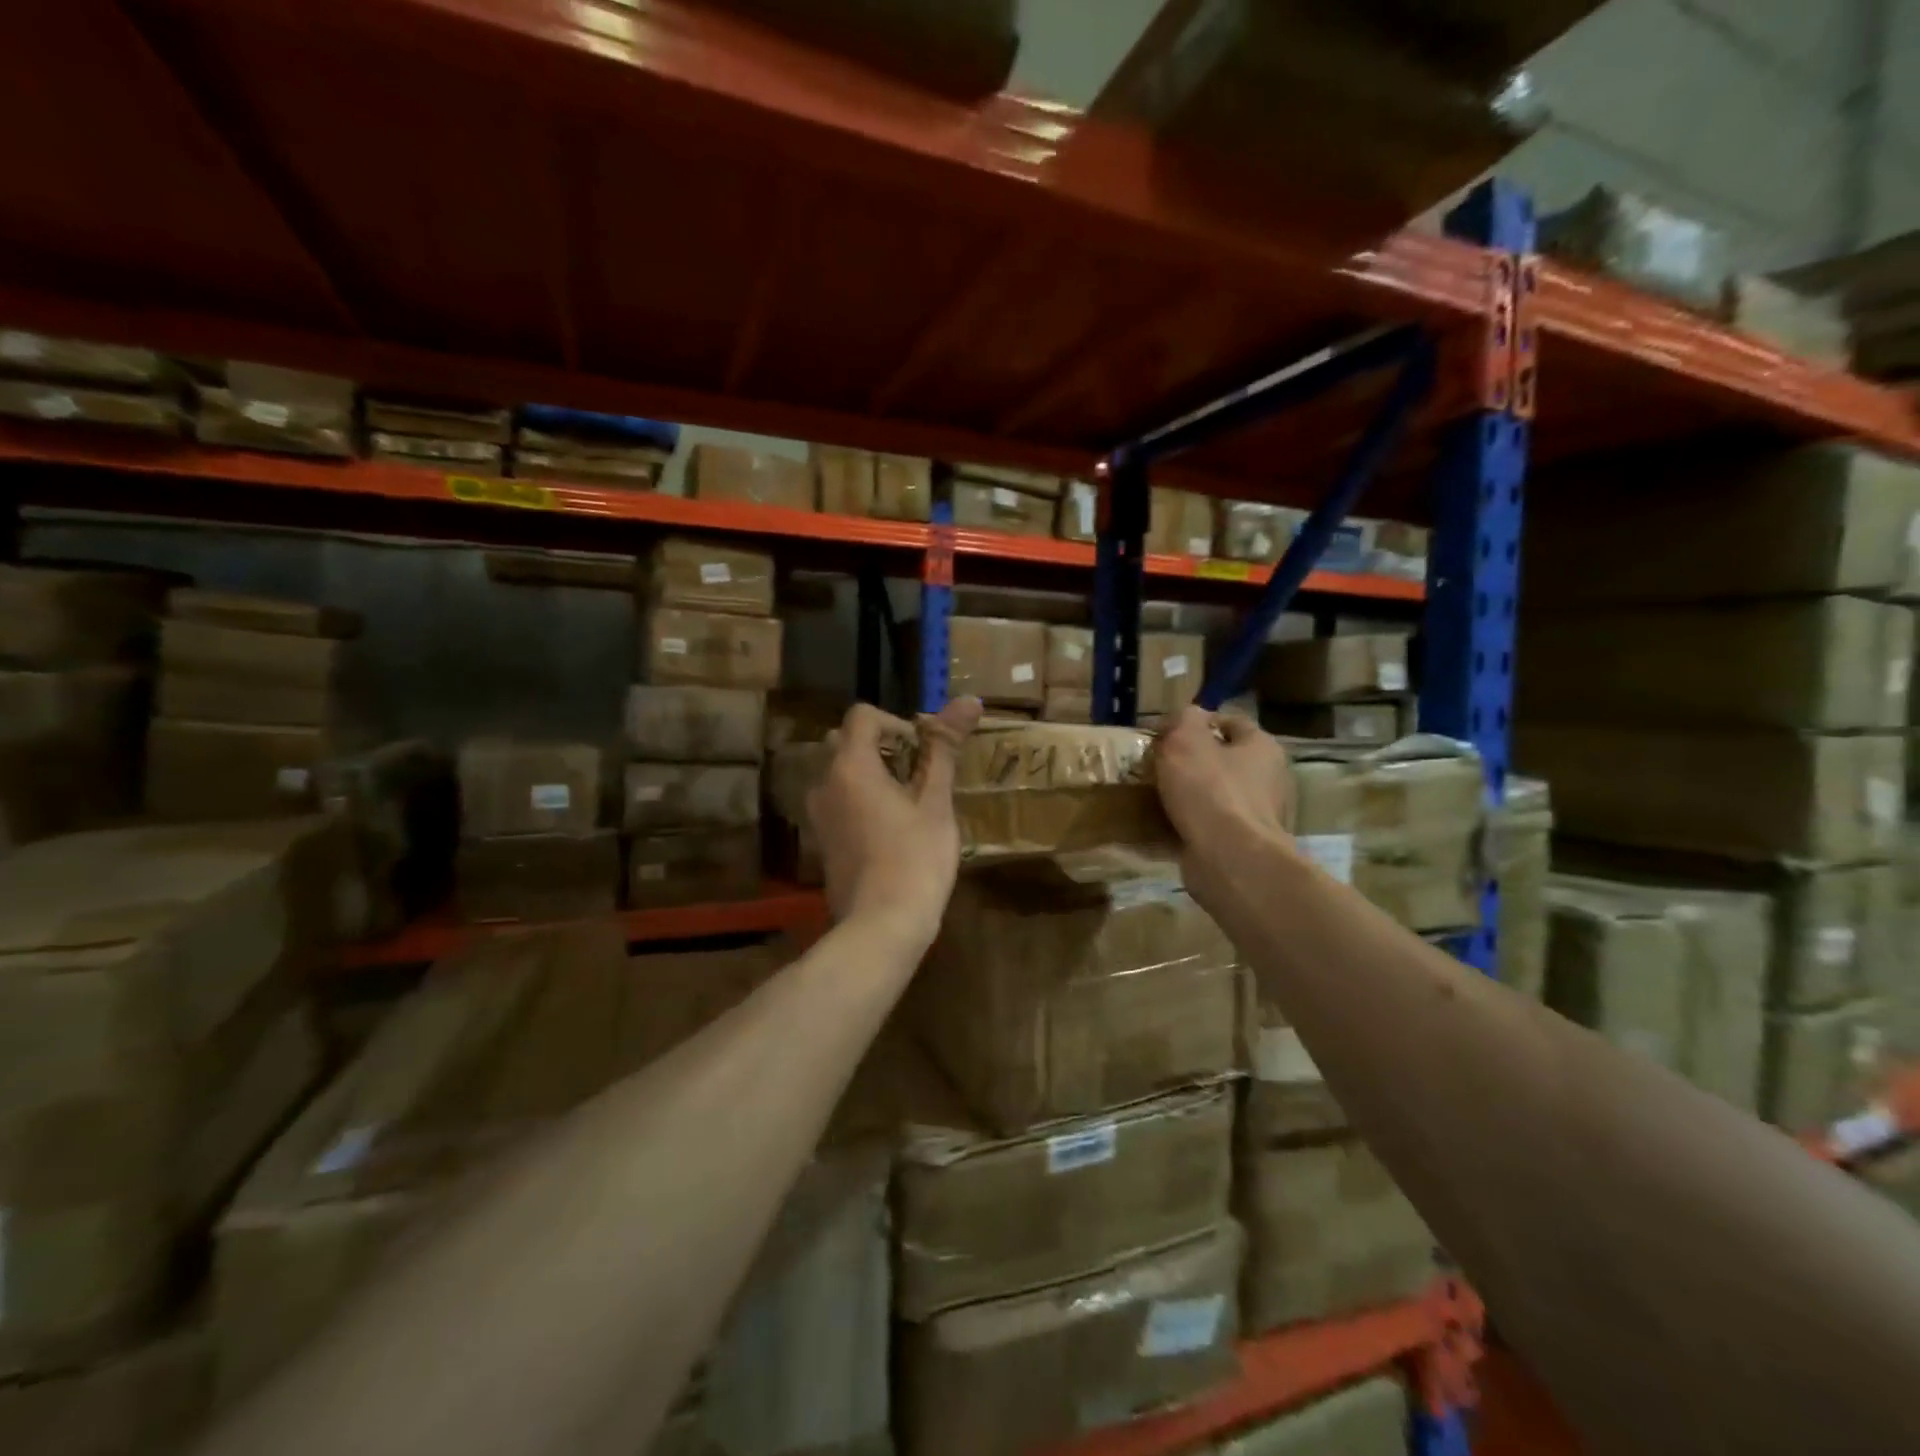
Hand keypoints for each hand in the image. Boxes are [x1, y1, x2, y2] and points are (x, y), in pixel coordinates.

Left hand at [807, 697, 981, 949]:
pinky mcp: (821, 840)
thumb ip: (945, 747)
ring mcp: (818, 814)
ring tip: (906, 801)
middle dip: (882, 747)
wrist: (881, 925)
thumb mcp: (935, 801)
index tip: (923, 752)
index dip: (897, 723)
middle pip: (846, 741)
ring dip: (870, 773)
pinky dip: (859, 799)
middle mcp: (823, 782)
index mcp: (849, 765)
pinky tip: (889, 829)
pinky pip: (837, 801)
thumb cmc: (915, 858)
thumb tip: (969, 699)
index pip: (863, 716)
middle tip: (917, 774)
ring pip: (839, 772)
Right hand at [1154, 707, 1292, 903]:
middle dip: (1191, 760)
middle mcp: (1267, 778)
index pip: (1231, 722)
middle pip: (1224, 759)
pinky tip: (1164, 822)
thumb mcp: (1186, 739)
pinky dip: (1189, 822)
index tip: (1166, 731)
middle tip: (1157, 762)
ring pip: (1215, 793)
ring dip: (1188, 793)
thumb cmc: (1209, 789)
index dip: (1199, 721)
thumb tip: (1185, 716)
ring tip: (1154, 794)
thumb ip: (1184, 719)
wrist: (1228, 857)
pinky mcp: (1242, 843)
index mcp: (1261, 747)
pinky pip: (1209, 824)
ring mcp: (1256, 814)